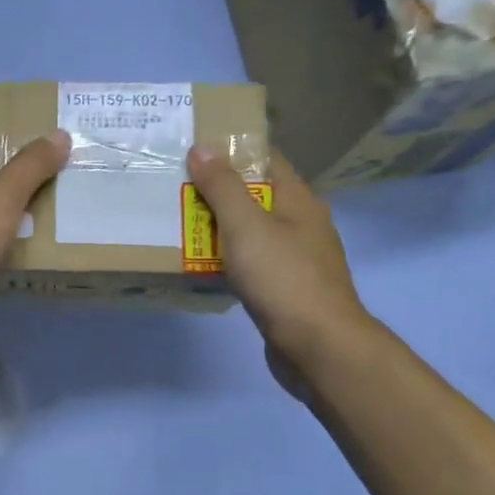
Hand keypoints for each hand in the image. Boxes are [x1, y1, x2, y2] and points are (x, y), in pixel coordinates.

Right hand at [185, 146, 376, 391]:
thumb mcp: (246, 226)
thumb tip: (203, 147)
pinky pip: (252, 264)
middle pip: (256, 197)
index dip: (233, 151)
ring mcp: (297, 260)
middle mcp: (303, 225)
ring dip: (220, 229)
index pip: (267, 160)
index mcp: (299, 201)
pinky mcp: (287, 290)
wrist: (318, 347)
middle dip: (218, 192)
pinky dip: (228, 260)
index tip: (195, 148)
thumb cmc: (283, 278)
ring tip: (179, 225)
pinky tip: (203, 266)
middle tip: (176, 187)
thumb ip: (222, 187)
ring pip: (252, 233)